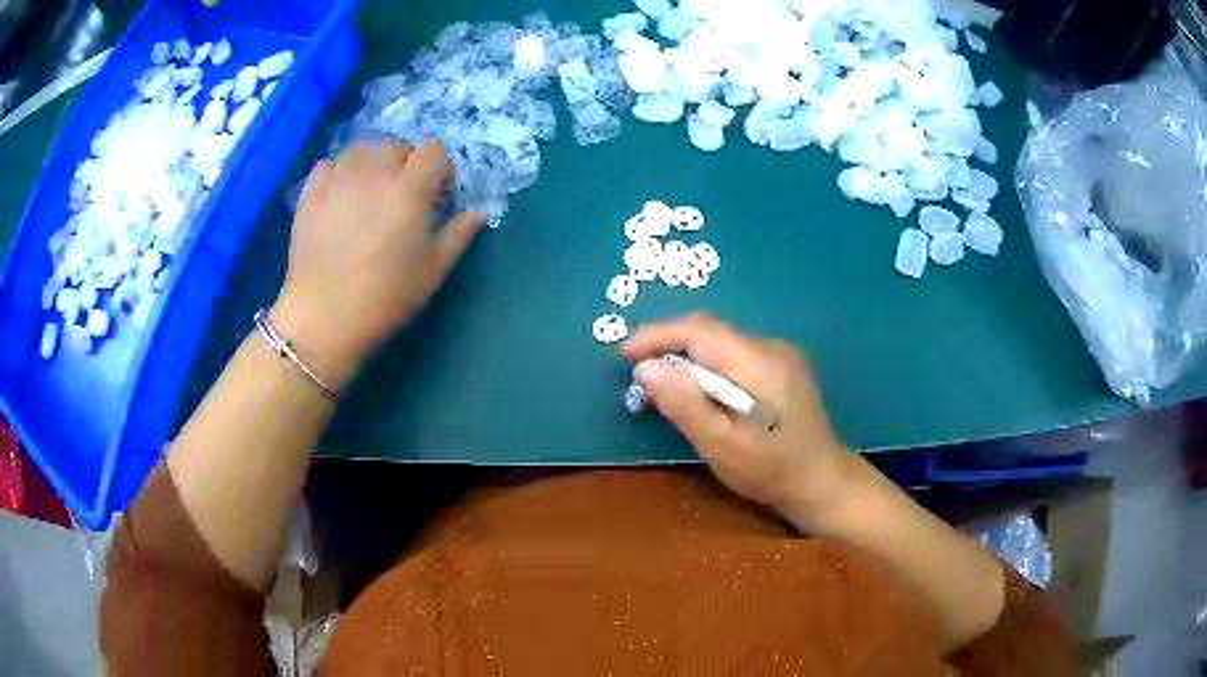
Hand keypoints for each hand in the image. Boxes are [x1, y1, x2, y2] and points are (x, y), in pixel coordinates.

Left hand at [272, 142, 483, 389]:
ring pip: (360, 148)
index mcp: (409, 189)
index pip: (434, 150)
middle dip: (406, 163)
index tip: (437, 194)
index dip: (440, 169)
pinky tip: (339, 195)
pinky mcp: (310, 193)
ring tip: (369, 189)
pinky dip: (338, 172)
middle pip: (396, 146)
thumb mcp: (433, 271)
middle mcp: (374, 173)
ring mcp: (338, 180)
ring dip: (371, 162)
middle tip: (402, 195)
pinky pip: (328, 164)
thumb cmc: (385, 297)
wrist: (323, 317)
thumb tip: (479, 213)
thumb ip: (458, 235)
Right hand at [623, 314, 853, 527]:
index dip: (658, 335)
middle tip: (637, 371)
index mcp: (760, 364)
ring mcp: (781, 356)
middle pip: (711, 331)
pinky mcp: (782, 368)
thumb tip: (645, 367)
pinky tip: (699, 389)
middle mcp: (772, 348)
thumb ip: (686, 406)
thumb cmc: (772, 471)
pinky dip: (707, 365)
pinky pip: (734, 354)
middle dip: (668, 343)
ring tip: (661, 382)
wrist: (823, 483)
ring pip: (721, 342)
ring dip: (687, 355)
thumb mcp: (723, 447)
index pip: (701, 331)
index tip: (624, 355)